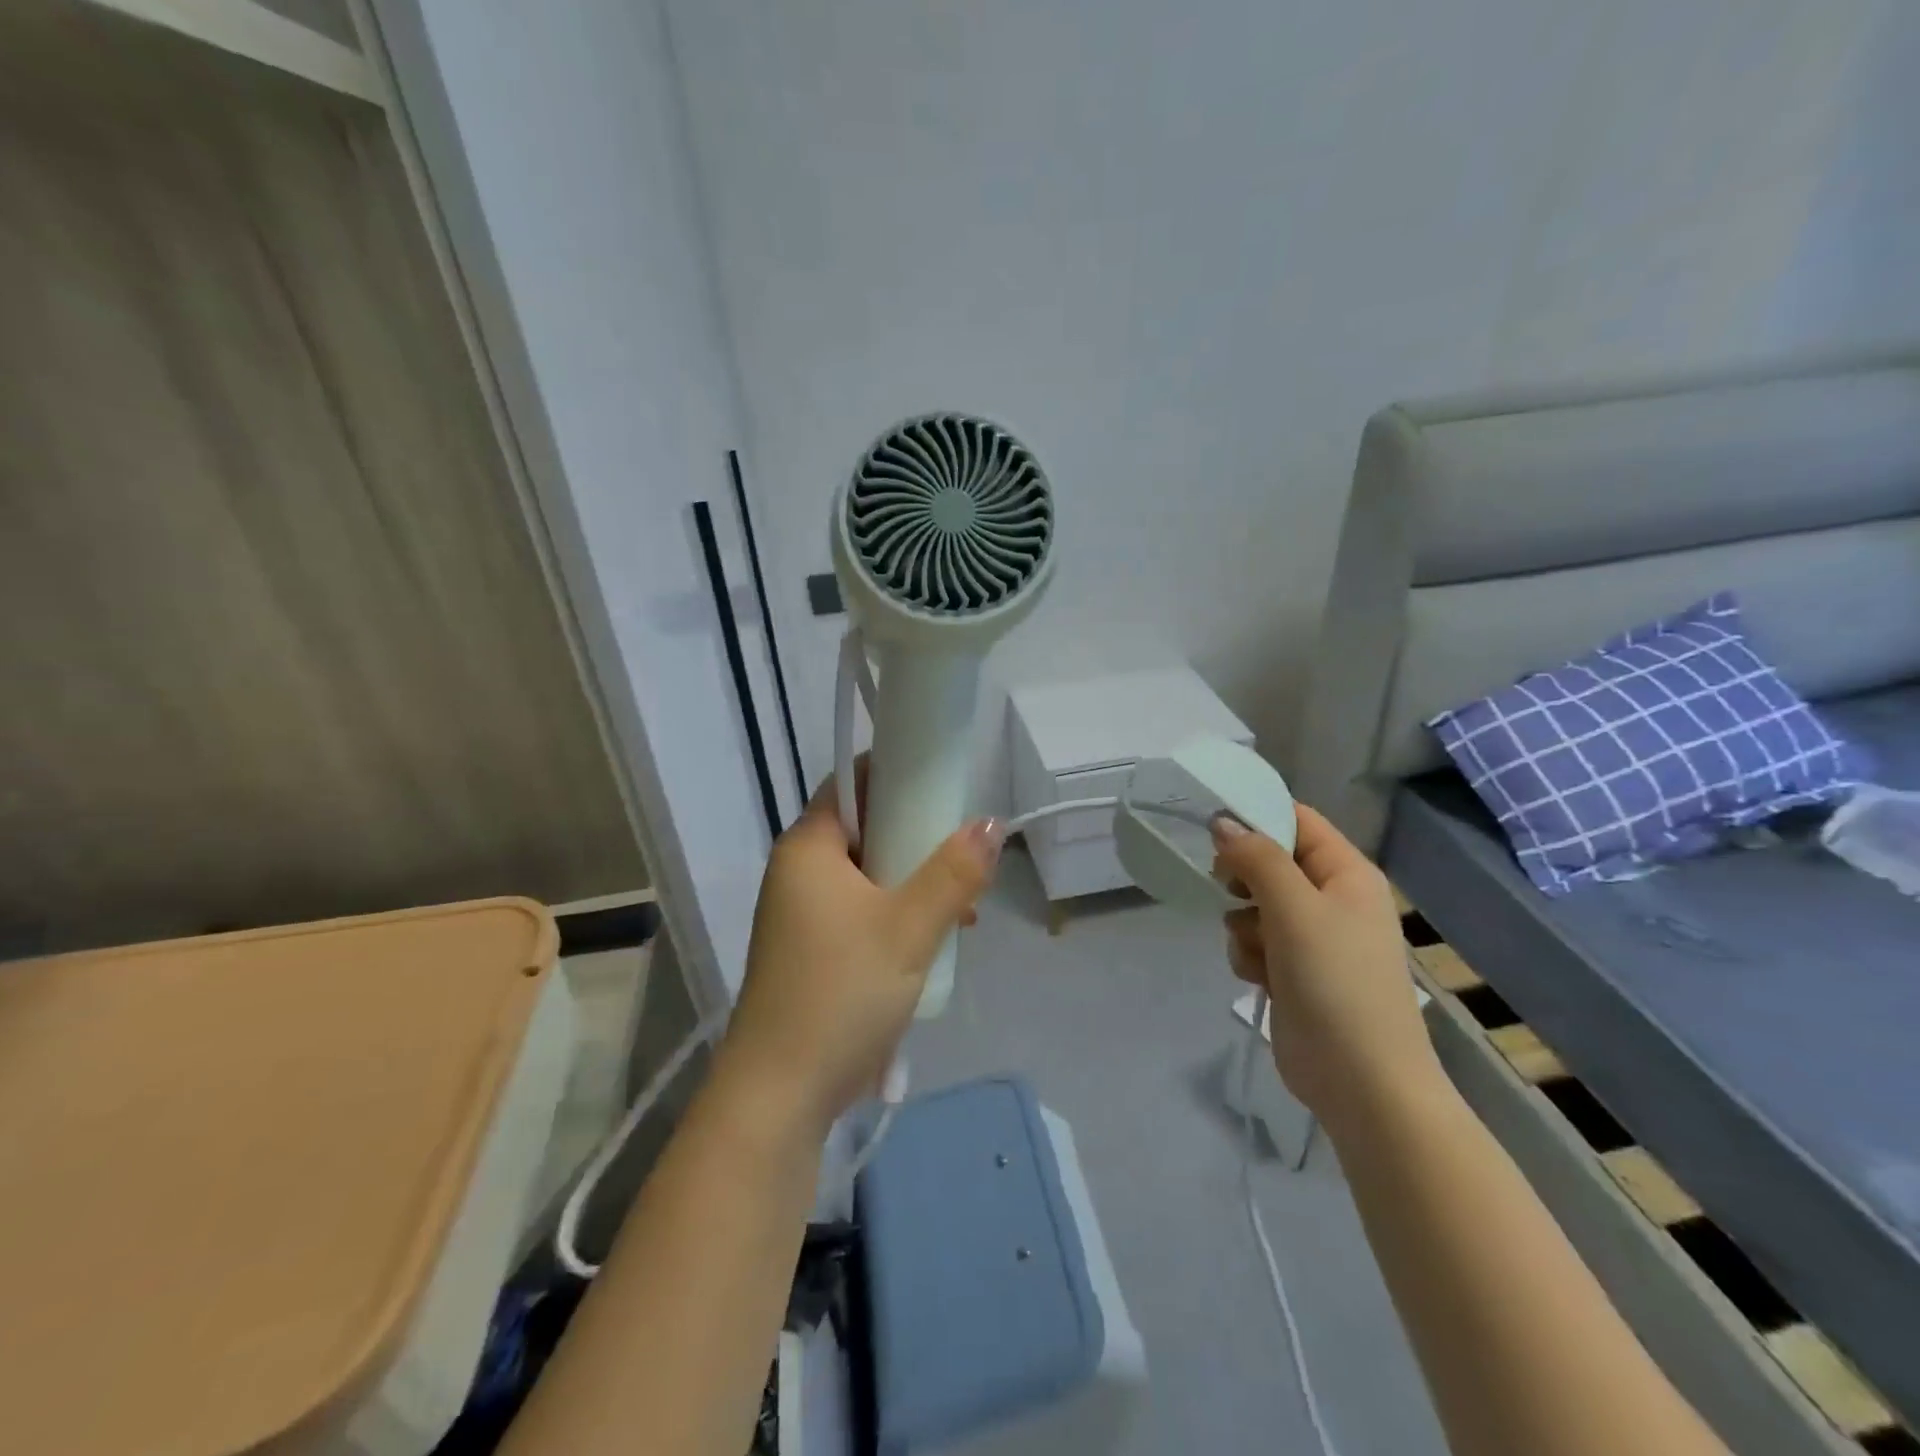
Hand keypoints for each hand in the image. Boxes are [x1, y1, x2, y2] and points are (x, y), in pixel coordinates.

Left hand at [719, 767, 1002, 1134]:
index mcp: (809, 848)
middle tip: (963, 854)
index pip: (851, 782)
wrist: (781, 1094)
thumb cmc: (842, 992)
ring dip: (914, 882)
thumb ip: (954, 872)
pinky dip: (897, 914)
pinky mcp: (812, 950)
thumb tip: (991, 822)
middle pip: (865, 829)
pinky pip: (861, 911)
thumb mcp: (909, 927)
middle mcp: (798, 871)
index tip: (944, 783)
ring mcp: (801, 914)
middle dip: (917, 837)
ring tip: (963, 908)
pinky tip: (935, 941)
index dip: (896, 773)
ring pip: (868, 875)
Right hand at [1211, 805, 1440, 1127]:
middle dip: (1244, 879)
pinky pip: (1256, 941)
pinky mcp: (1295, 971)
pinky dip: (1250, 954)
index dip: (1256, 817)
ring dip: (1244, 924)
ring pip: (1255, 904)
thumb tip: (1223, 822)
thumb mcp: (1294, 909)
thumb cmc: (1336, 982)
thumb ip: (1257, 858)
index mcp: (1347, 873)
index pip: (1297, 820)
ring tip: (1257, 951)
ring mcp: (1314, 937)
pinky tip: (1258, 977)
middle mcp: (1332, 899)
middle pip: (1271, 862)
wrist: (1361, 1081)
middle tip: (1228, 890)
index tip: (1211, 827)